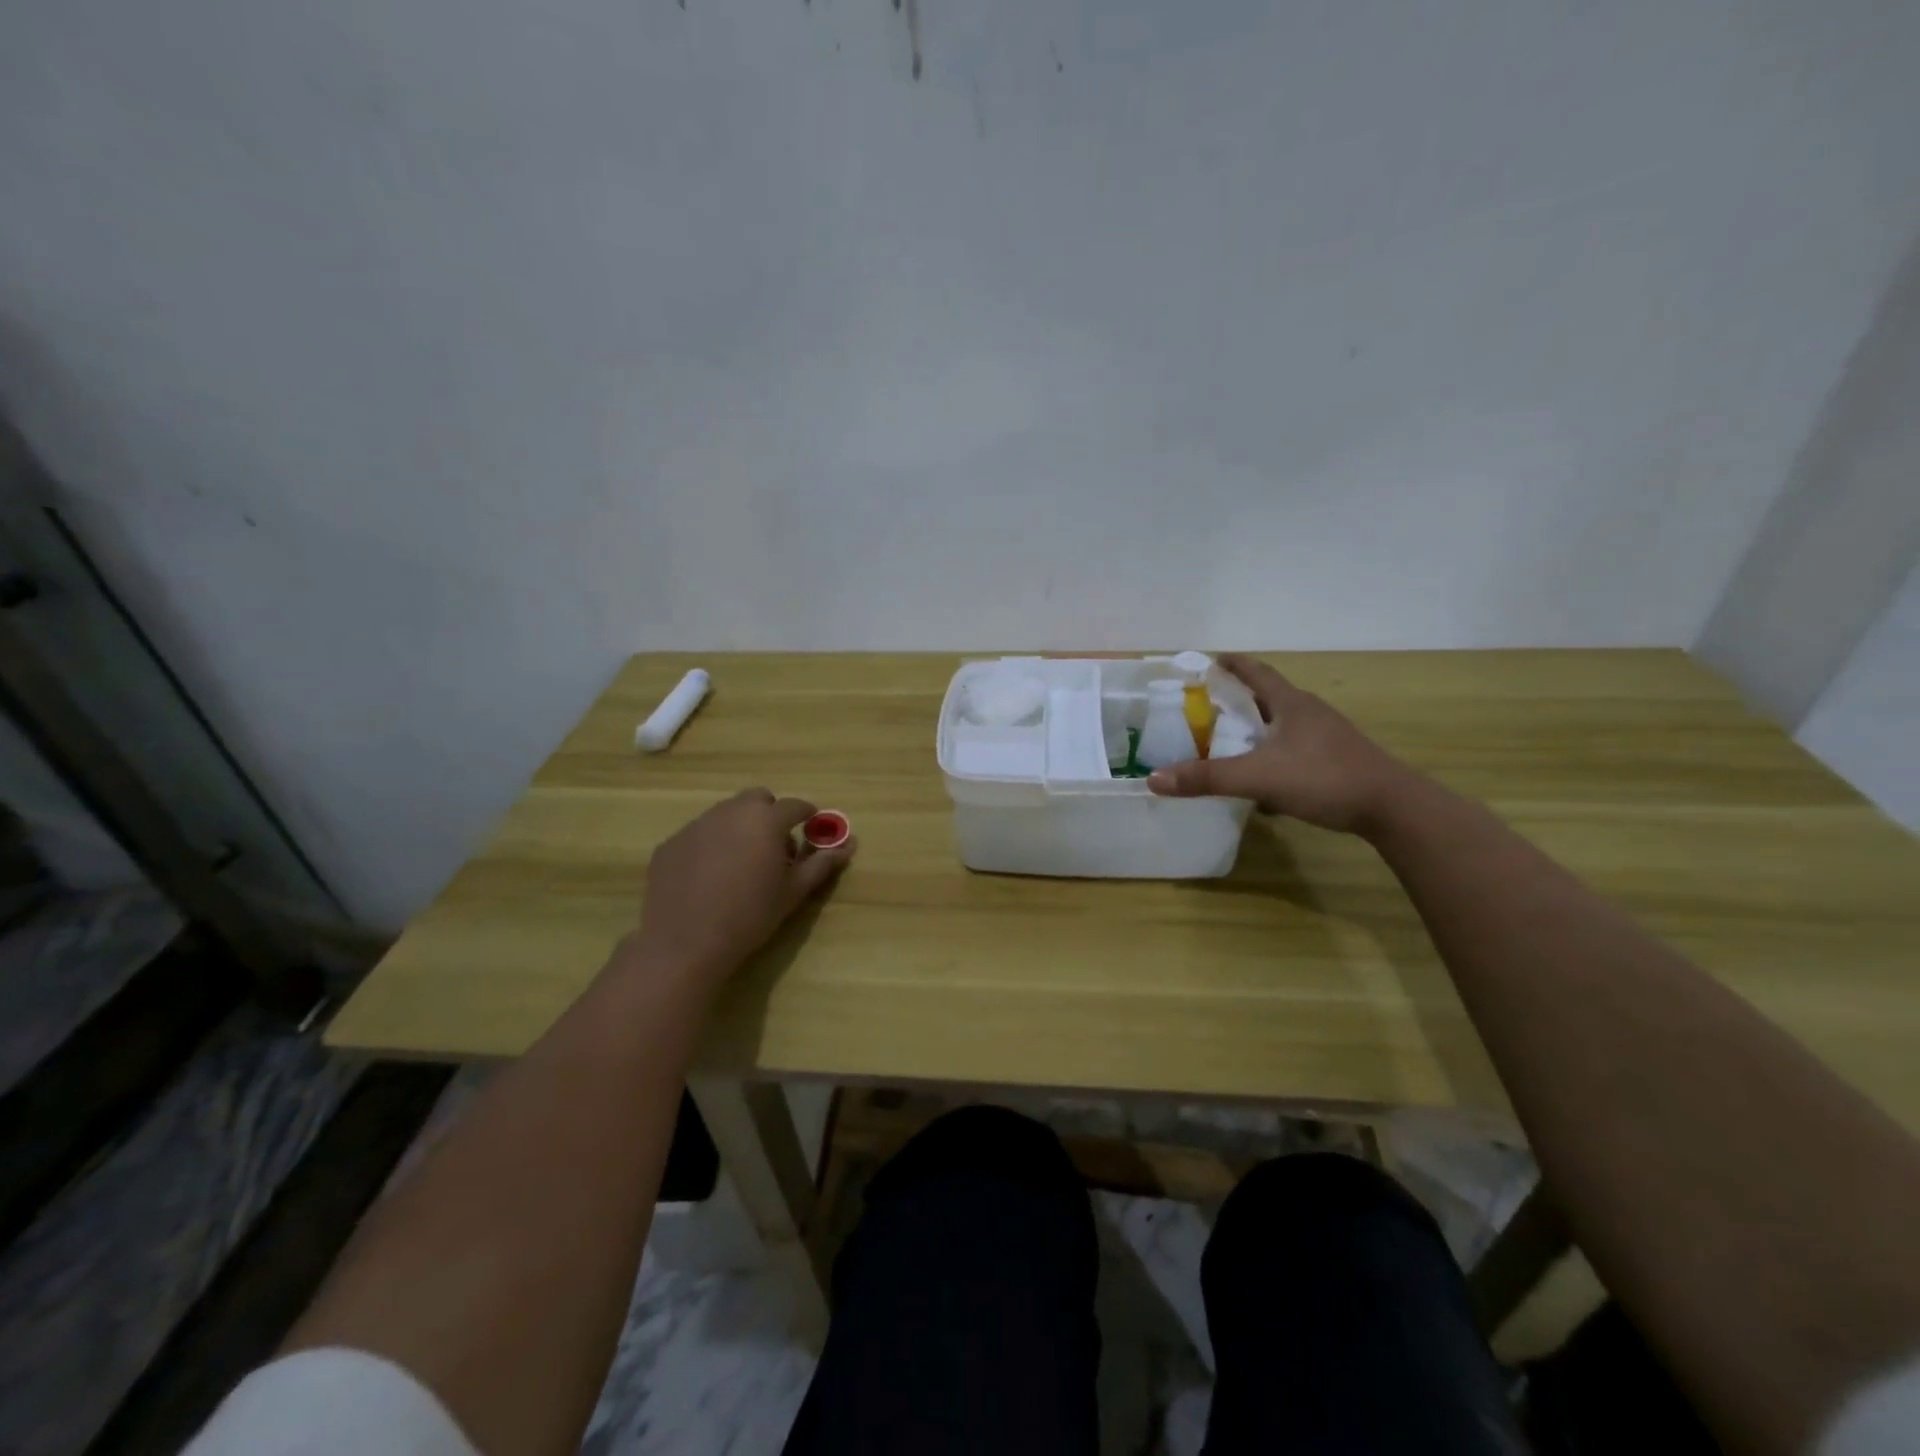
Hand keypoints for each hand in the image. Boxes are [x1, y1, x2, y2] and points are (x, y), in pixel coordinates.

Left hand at [633, 789, 855, 986]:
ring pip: (726, 813)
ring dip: (740, 827)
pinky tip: (709, 876)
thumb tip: (850, 844)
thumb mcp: (793, 892)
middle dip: (770, 814)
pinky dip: (711, 844)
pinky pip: (699, 833)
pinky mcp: (671, 843)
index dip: (807, 815)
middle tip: (774, 846)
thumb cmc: (750, 916)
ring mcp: (696, 825)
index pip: (795, 806)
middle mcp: (730, 812)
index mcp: (766, 820)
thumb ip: (821, 863)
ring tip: (741, 862)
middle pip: (757, 799)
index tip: (811, 828)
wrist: (684, 943)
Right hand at [1148, 654, 1417, 835]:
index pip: (1257, 673)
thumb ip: (1206, 778)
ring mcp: (1327, 737)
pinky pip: (1295, 750)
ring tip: (1229, 743)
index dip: (1234, 665)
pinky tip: (1263, 779)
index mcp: (1291, 704)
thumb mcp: (1257, 777)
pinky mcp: (1336, 760)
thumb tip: (1154, 779)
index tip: (1212, 660)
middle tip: (1208, 707)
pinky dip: (1273, 755)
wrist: (1391, 807)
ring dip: (1257, 730)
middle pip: (1268, 698)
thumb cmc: (1323, 778)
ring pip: (1282, 726)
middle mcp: (1309, 713)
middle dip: (1239, 700)